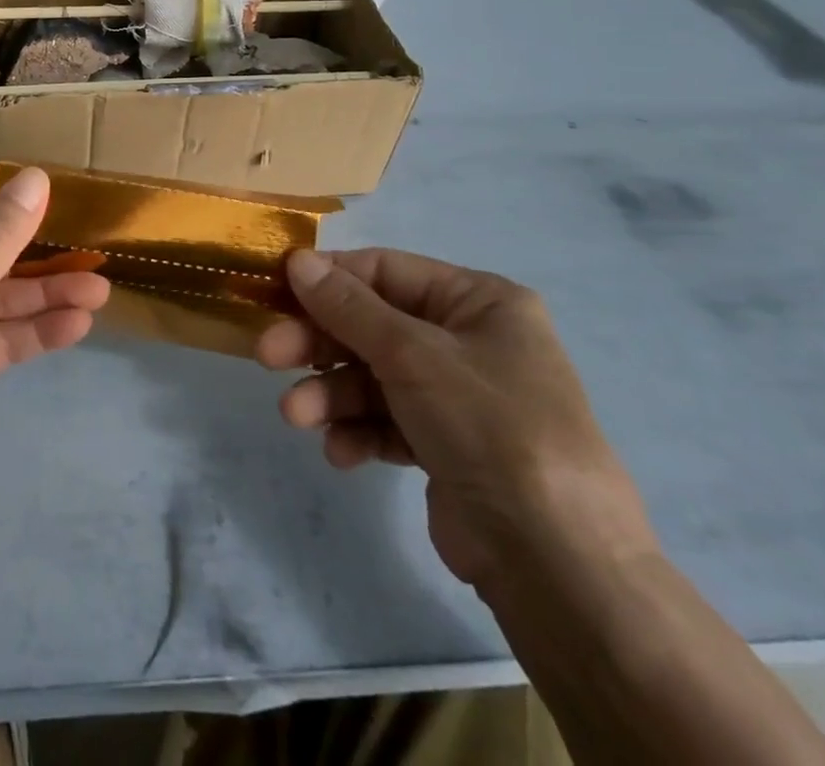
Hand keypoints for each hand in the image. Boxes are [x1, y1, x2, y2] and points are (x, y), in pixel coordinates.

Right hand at [258, 248, 657, 594]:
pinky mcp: (447, 446)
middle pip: (372, 325)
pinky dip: (360, 432)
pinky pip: (389, 421)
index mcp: (479, 302)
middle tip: (268, 355)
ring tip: (296, 417)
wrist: (557, 564)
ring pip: (373, 376)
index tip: (275, 291)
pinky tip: (341, 452)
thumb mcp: (412, 354)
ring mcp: (458, 396)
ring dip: (331, 394)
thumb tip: (297, 260)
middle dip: (320, 344)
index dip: (328, 279)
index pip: (386, 271)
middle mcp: (470, 341)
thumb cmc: (488, 426)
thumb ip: (347, 306)